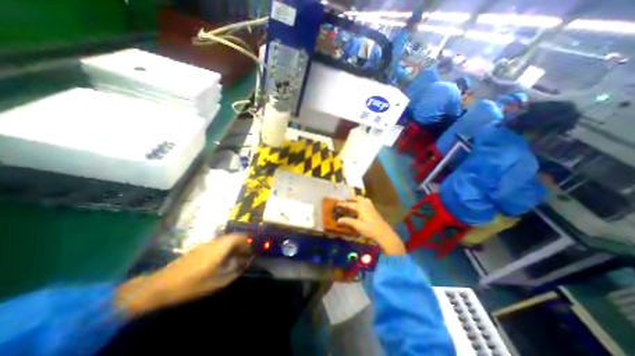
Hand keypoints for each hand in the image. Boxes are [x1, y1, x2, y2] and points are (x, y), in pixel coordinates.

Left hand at [116, 233, 249, 316]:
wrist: (159, 286)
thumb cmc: (190, 285)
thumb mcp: (216, 283)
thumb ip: (233, 272)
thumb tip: (245, 264)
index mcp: (220, 248)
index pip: (239, 236)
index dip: (249, 240)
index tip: (254, 247)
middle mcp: (214, 242)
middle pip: (233, 237)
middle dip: (242, 243)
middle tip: (247, 253)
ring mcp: (206, 244)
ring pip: (226, 239)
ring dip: (234, 245)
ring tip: (237, 257)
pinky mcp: (199, 248)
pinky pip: (218, 243)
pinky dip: (225, 247)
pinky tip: (223, 259)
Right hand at [338, 197, 405, 253]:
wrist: (383, 232)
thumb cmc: (369, 228)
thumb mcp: (357, 225)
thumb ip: (348, 221)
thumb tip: (338, 220)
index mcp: (361, 207)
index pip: (350, 204)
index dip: (343, 204)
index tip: (337, 203)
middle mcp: (365, 204)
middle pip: (358, 198)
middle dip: (351, 198)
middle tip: (346, 201)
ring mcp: (371, 207)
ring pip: (363, 199)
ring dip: (357, 200)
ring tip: (352, 203)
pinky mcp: (374, 210)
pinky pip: (366, 203)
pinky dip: (361, 203)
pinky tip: (360, 208)